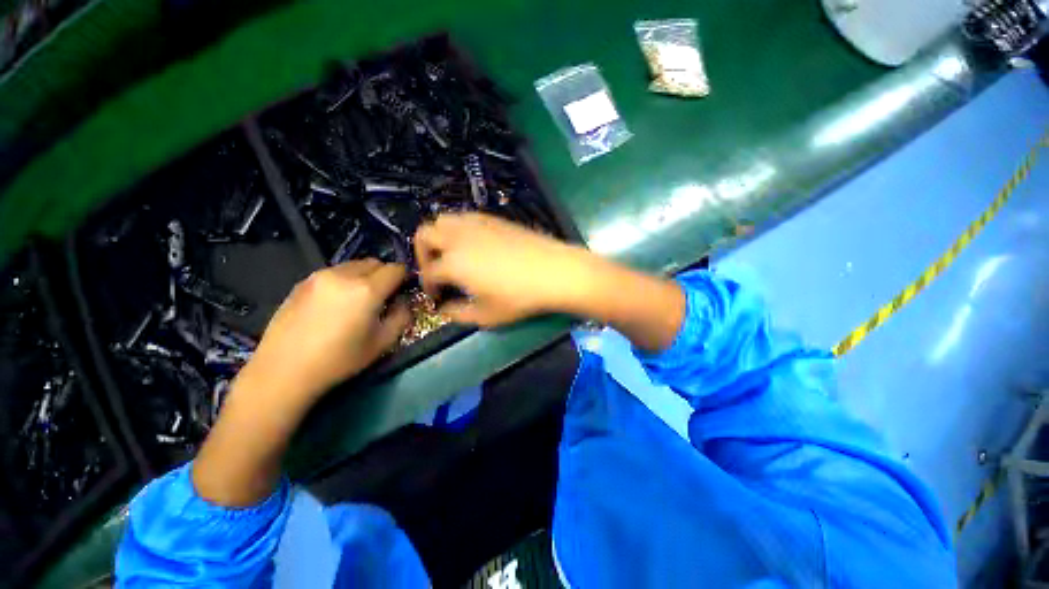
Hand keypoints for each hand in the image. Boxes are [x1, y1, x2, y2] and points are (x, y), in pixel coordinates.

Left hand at [235, 259, 410, 406]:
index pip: (395, 269)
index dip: (404, 278)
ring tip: (357, 300)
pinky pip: (333, 273)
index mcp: (367, 290)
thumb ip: (402, 316)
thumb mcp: (383, 342)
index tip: (402, 291)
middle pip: (374, 262)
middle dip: (384, 275)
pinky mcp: (302, 282)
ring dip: (363, 276)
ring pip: (353, 265)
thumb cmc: (339, 359)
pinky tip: (335, 304)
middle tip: (382, 297)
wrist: (284, 371)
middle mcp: (344, 275)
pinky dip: (343, 281)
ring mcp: (320, 276)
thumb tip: (402, 301)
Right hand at [413, 213, 593, 326]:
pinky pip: (466, 217)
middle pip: (424, 234)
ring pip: (444, 219)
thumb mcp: (487, 315)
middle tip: (436, 270)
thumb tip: (444, 309)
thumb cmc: (519, 297)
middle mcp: (459, 237)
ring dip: (440, 237)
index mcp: (453, 262)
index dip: (428, 286)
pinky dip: (459, 228)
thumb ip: (458, 314)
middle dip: (423, 253)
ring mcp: (477, 223)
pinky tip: (474, 244)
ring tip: (452, 255)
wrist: (553, 271)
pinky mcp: (493, 218)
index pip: (428, 272)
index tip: (437, 297)